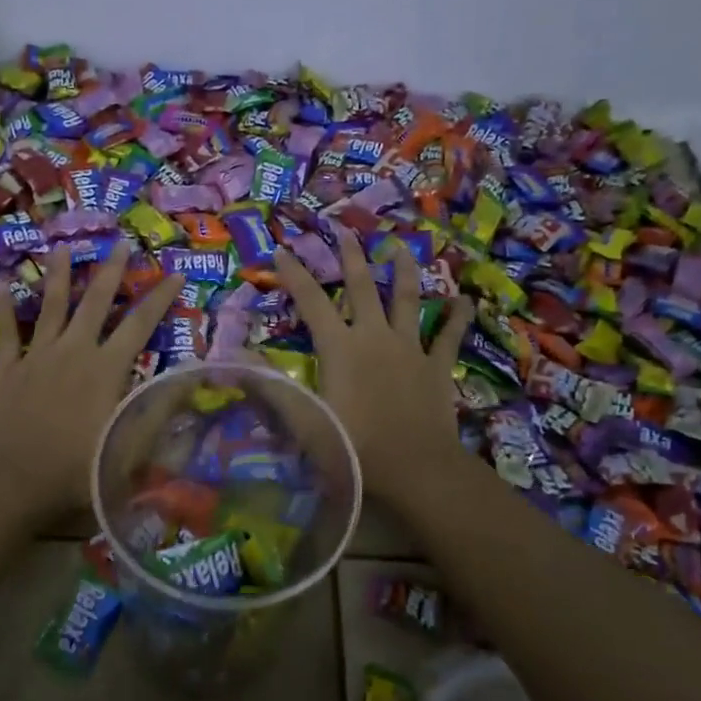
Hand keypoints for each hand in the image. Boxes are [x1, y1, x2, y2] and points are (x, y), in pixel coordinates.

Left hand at [0, 245, 185, 520]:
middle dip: (111, 272)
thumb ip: (160, 411)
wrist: (15, 482)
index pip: (141, 324)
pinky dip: (4, 309)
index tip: (174, 272)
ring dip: (59, 276)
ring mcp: (38, 356)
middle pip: (95, 302)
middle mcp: (75, 351)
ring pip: (51, 307)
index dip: (160, 297)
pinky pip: (6, 332)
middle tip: (120, 244)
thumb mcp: (132, 447)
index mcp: (108, 368)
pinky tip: (2, 285)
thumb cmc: (78, 469)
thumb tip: (190, 379)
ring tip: (63, 249)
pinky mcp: (8, 370)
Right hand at [274, 229, 472, 499]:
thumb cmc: (354, 447)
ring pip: (408, 300)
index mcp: (340, 347)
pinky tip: (465, 300)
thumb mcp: (304, 421)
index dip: (295, 275)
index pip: (312, 302)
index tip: (282, 250)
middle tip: (345, 230)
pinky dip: (457, 317)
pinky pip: (449, 336)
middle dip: (351, 257)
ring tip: (400, 247)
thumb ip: (271, 387)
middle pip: (362, 287)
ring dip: (403, 271)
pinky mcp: (437, 366)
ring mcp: (410, 348)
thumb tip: (235, 357)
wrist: (416, 470)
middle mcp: (375, 337)